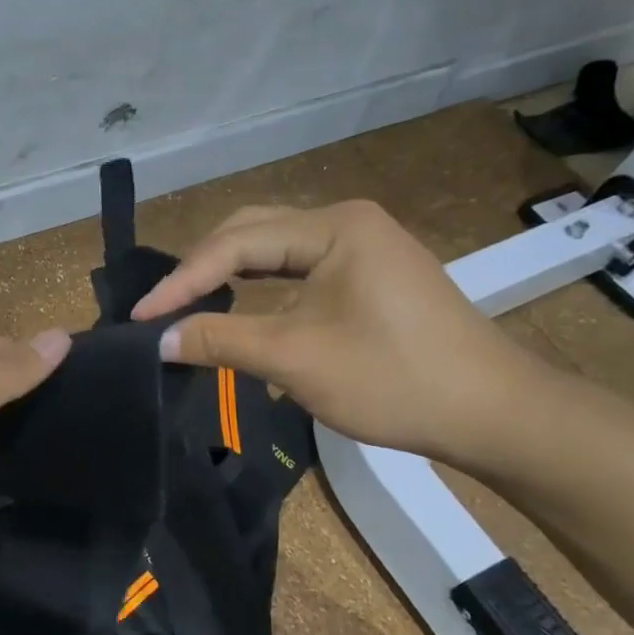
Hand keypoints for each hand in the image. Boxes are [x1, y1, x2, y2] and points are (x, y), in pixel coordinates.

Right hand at [130, 201, 552, 464]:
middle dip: (201, 268)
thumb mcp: (295, 359)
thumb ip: (219, 340)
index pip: (236, 244)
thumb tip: (158, 339)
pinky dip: (259, 286)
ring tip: (187, 303)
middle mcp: (346, 221)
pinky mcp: (368, 273)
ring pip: (273, 249)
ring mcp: (362, 245)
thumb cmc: (393, 379)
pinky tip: (237, 304)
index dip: (182, 281)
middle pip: (252, 232)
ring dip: (228, 274)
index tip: (140, 316)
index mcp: (333, 226)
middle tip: (161, 306)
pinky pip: (296, 268)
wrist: (493, 413)